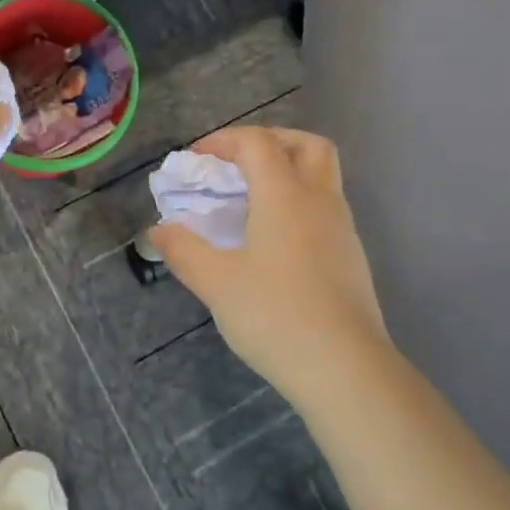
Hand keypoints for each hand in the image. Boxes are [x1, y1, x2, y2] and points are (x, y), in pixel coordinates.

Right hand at [150, 126, 390, 411]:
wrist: (345, 369)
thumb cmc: (275, 316)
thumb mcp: (216, 283)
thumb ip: (183, 250)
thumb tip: (158, 230)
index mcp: (285, 196)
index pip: (258, 143)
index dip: (224, 141)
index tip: (197, 159)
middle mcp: (319, 201)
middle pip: (307, 145)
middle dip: (270, 141)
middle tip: (238, 163)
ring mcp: (342, 229)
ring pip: (321, 176)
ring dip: (287, 172)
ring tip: (249, 202)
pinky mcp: (351, 257)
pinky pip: (324, 208)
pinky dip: (298, 203)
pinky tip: (273, 240)